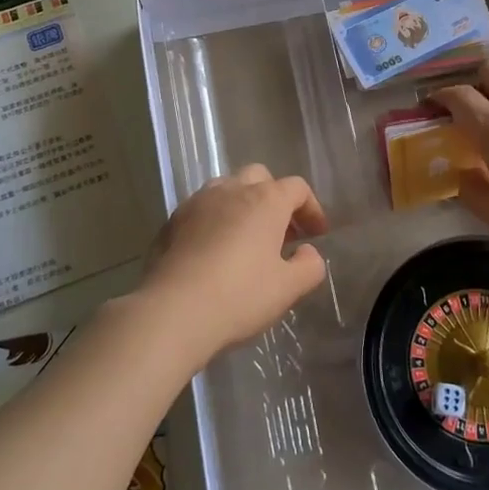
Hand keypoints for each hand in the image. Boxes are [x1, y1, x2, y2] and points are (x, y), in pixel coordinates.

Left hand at [138, 165, 328, 366]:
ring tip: (246, 238)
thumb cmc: (239, 295)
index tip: (316, 235)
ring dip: (242, 204)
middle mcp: (232, 190)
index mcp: (266, 200)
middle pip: (260, 178)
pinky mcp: (172, 220)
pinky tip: (214, 251)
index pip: (297, 188)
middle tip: (281, 232)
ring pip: (227, 188)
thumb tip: (307, 252)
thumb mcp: (288, 288)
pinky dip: (215, 220)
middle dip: (275, 198)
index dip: (311, 209)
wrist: (173, 310)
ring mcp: (198, 201)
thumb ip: (309, 266)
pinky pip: (202, 209)